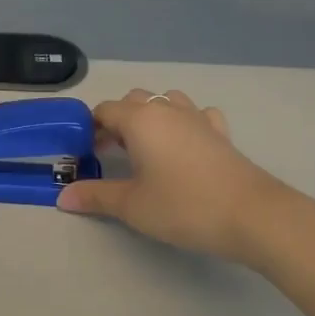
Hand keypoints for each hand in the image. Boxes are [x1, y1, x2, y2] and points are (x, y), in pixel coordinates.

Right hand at [57, 89, 294, 262]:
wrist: (252, 215)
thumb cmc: (183, 206)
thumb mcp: (132, 206)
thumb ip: (96, 196)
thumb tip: (63, 197)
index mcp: (140, 120)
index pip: (105, 110)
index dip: (90, 128)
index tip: (86, 153)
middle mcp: (167, 109)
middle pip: (134, 100)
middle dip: (118, 121)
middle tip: (111, 154)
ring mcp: (198, 118)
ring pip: (166, 101)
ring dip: (151, 116)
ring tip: (147, 147)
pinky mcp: (221, 133)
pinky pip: (197, 114)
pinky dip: (185, 122)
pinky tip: (186, 144)